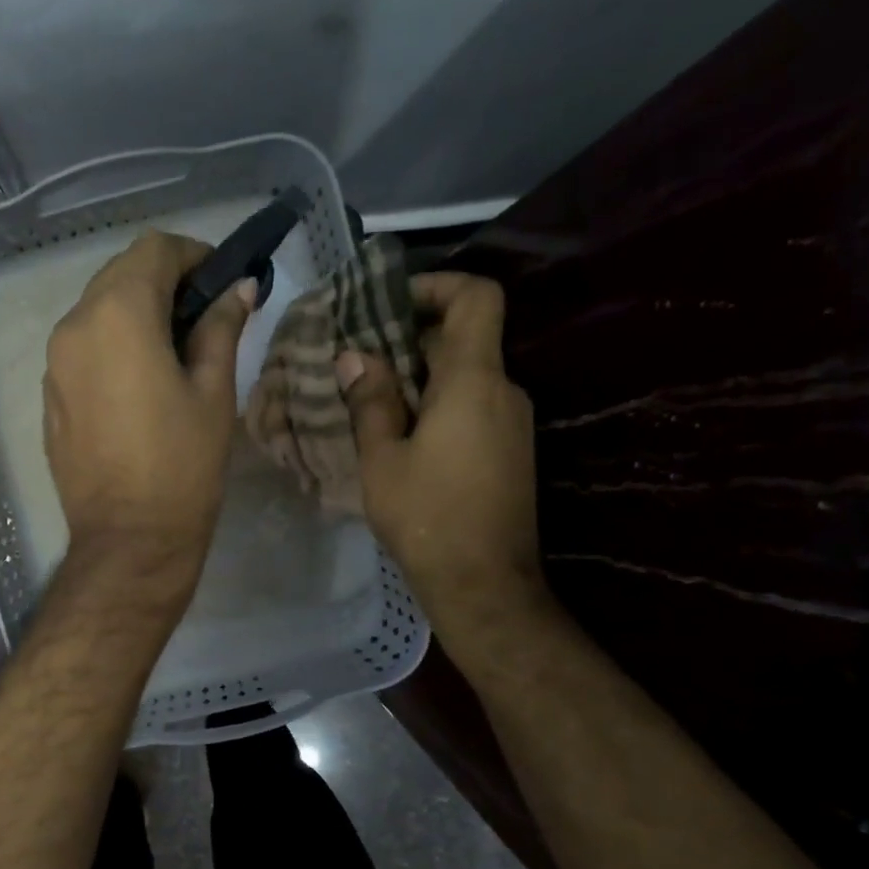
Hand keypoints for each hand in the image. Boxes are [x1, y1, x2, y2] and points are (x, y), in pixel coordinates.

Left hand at [44, 230, 255, 602]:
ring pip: (97, 310)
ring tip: (174, 352)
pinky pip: (82, 349)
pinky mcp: (50, 396)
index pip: (154, 249)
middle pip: (121, 274)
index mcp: (118, 314)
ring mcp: (54, 363)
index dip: (194, 255)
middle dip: (165, 282)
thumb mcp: (214, 391)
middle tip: (204, 317)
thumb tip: (237, 289)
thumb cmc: (182, 464)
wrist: (129, 538)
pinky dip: (112, 346)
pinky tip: (139, 383)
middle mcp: (74, 326)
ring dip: (136, 314)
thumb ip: (221, 328)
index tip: (223, 282)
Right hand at [336, 272, 546, 630]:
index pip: (476, 297)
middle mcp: (504, 390)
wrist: (483, 583)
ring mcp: (513, 422)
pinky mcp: (511, 451)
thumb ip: (371, 401)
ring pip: (466, 377)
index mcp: (474, 381)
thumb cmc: (426, 517)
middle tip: (359, 362)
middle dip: (411, 340)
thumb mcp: (382, 459)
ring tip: (370, 403)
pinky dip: (438, 406)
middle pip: (464, 338)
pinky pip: (473, 408)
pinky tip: (400, 439)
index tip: (390, 303)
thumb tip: (355, 357)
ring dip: (420, 378)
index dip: (436, 285)